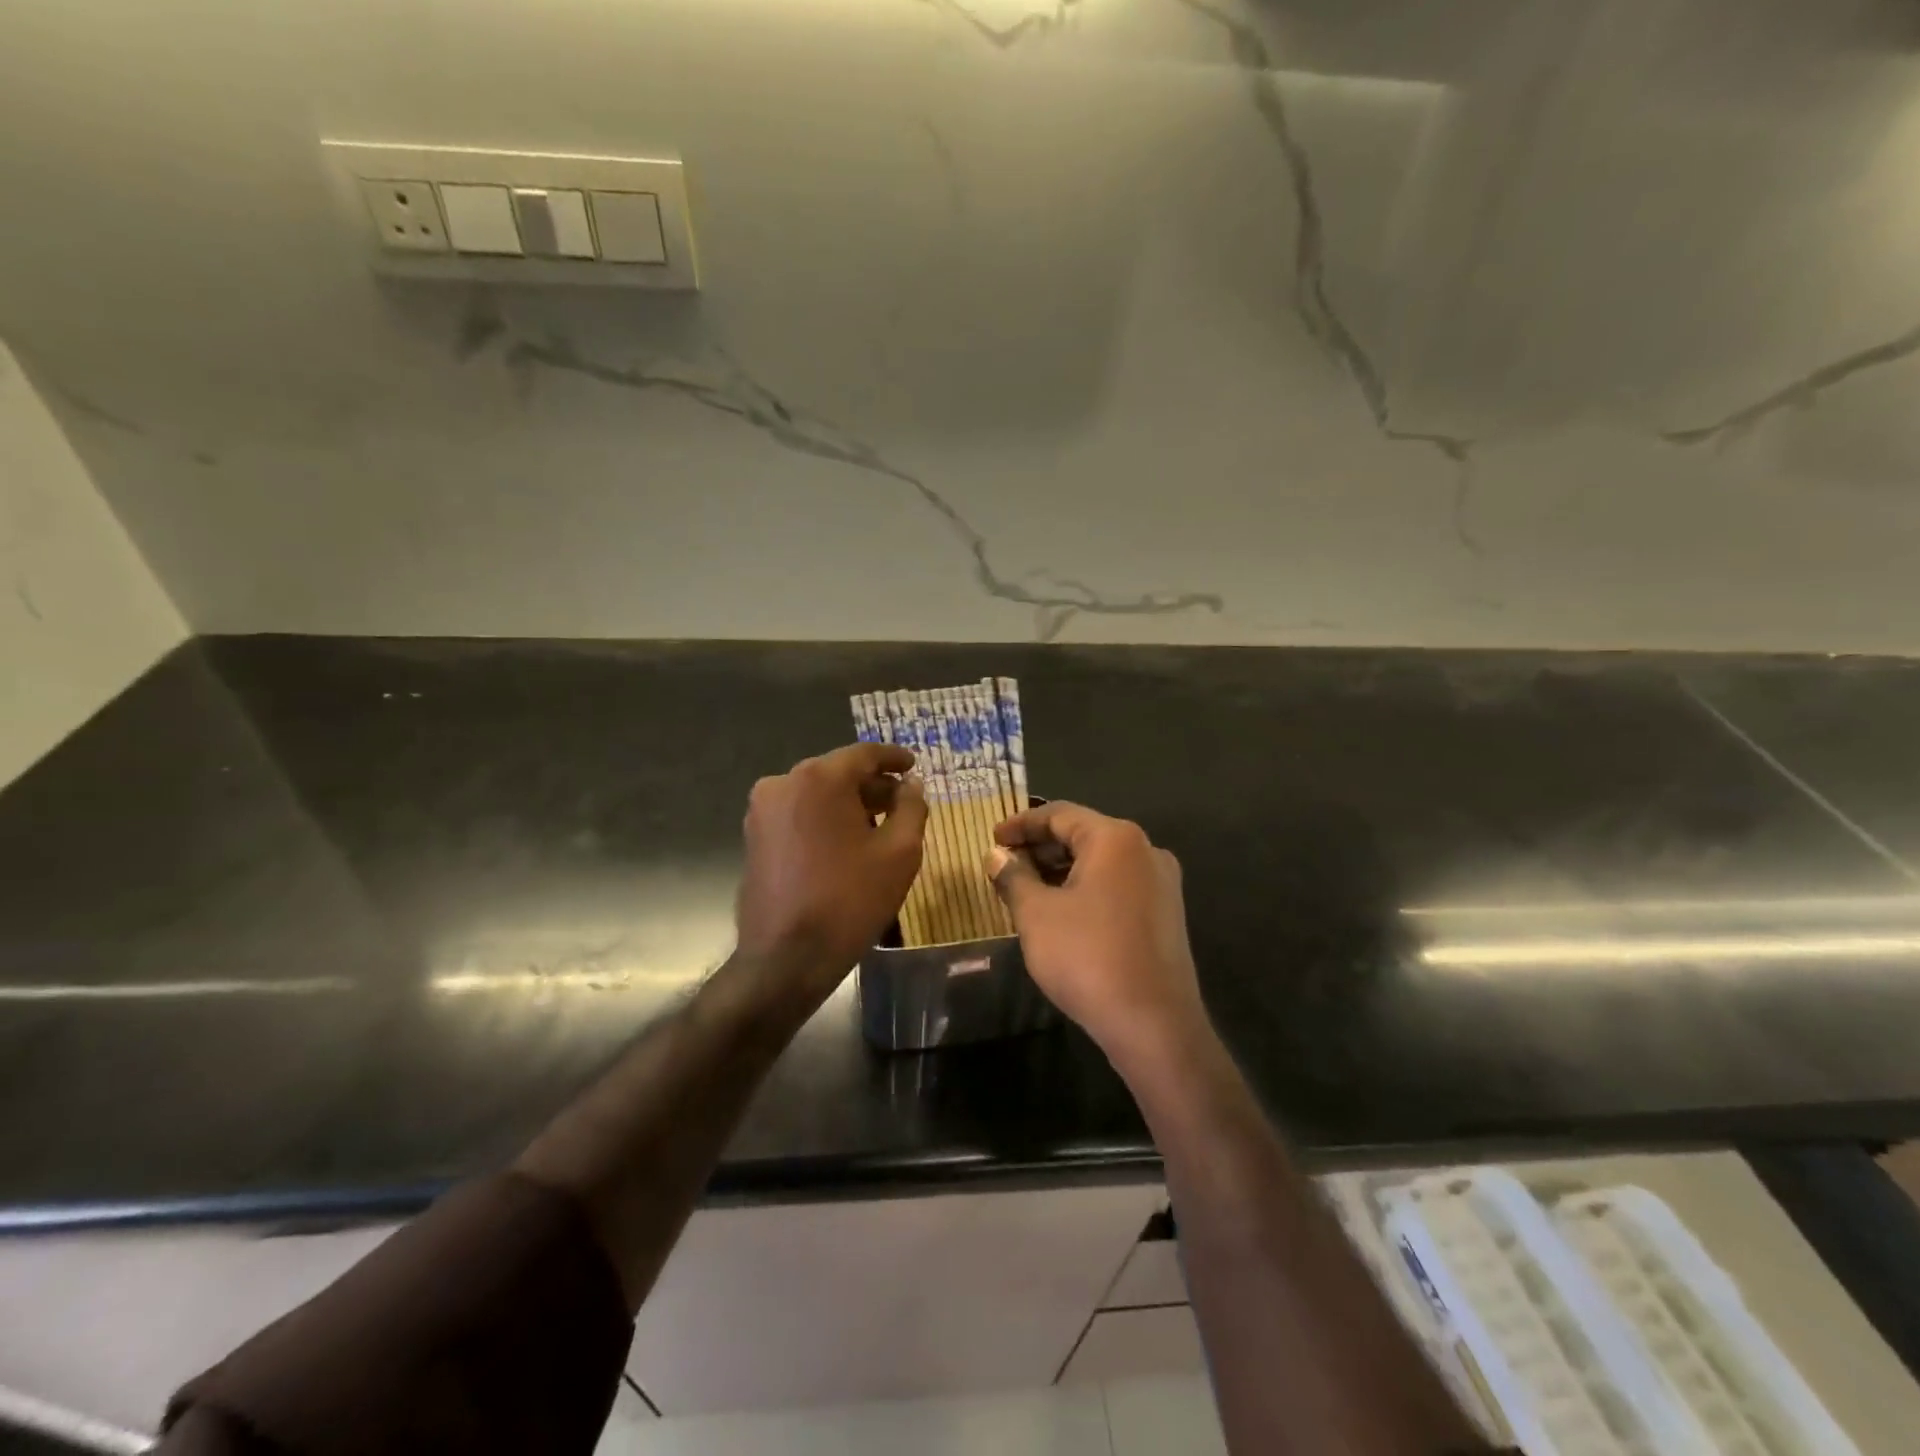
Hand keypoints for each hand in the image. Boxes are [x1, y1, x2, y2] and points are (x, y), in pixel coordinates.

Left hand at [735, 743, 927, 996]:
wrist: (785, 958)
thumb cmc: (850, 900)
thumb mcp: (900, 852)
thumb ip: (912, 807)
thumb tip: (912, 784)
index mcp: (819, 778)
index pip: (864, 754)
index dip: (894, 758)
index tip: (914, 766)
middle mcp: (783, 782)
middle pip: (838, 772)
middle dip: (872, 785)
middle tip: (902, 801)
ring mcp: (763, 810)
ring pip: (816, 793)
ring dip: (848, 803)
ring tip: (878, 826)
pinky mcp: (754, 835)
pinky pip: (798, 813)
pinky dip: (824, 819)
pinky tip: (846, 842)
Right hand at [987, 802, 1209, 1066]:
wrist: (1154, 1025)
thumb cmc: (1087, 957)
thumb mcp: (1036, 914)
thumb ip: (1013, 877)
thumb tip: (996, 856)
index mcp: (1116, 838)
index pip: (1059, 814)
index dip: (1021, 824)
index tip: (992, 838)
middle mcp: (1145, 850)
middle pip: (1083, 835)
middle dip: (1040, 847)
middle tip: (1004, 864)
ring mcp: (1161, 883)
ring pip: (1100, 863)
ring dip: (1061, 870)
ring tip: (1025, 888)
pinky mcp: (1166, 914)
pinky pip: (1117, 886)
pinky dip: (1085, 889)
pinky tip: (1059, 911)